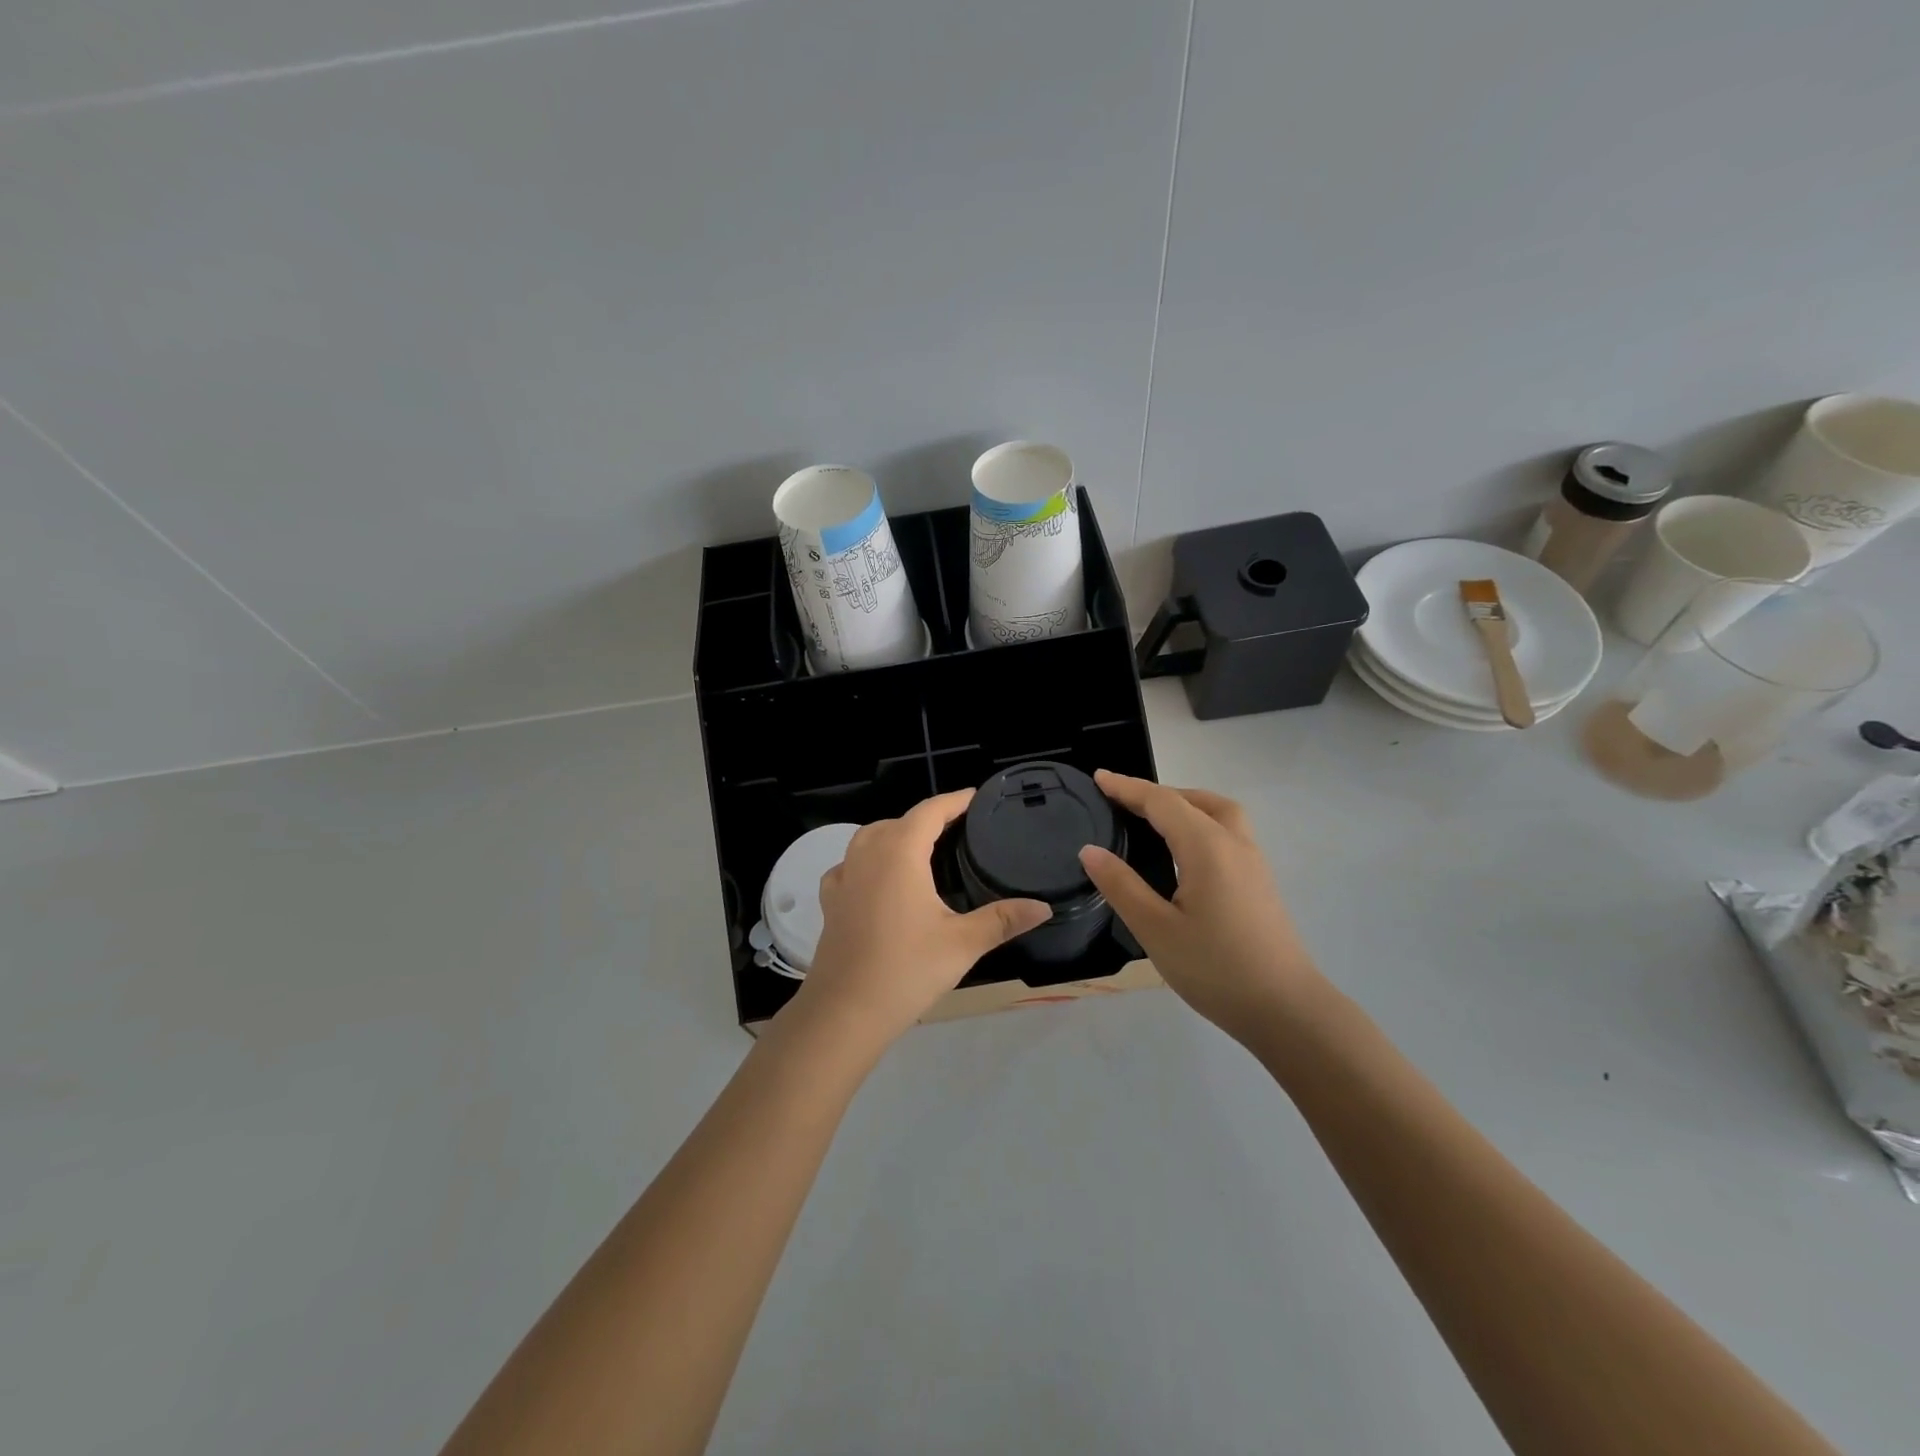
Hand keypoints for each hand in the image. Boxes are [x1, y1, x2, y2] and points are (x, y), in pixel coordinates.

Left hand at [791, 790, 1050, 1046]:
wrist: (845, 1011)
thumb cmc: (907, 969)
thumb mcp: (963, 943)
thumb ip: (1003, 920)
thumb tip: (1043, 907)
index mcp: (900, 852)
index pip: (930, 811)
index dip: (954, 801)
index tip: (976, 798)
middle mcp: (868, 854)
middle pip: (899, 821)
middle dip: (927, 818)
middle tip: (958, 829)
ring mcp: (843, 877)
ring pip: (869, 838)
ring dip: (895, 834)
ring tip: (920, 849)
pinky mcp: (830, 901)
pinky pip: (849, 865)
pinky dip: (867, 861)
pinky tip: (878, 880)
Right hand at [1079, 770, 1325, 1045]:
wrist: (1287, 1010)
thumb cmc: (1216, 969)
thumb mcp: (1156, 930)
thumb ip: (1121, 886)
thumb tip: (1090, 850)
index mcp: (1206, 847)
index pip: (1161, 802)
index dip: (1127, 788)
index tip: (1098, 777)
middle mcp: (1234, 843)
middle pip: (1194, 800)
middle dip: (1157, 793)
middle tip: (1122, 801)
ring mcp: (1253, 862)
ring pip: (1219, 812)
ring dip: (1185, 804)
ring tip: (1153, 818)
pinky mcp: (1260, 882)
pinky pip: (1228, 832)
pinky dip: (1201, 822)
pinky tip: (1185, 851)